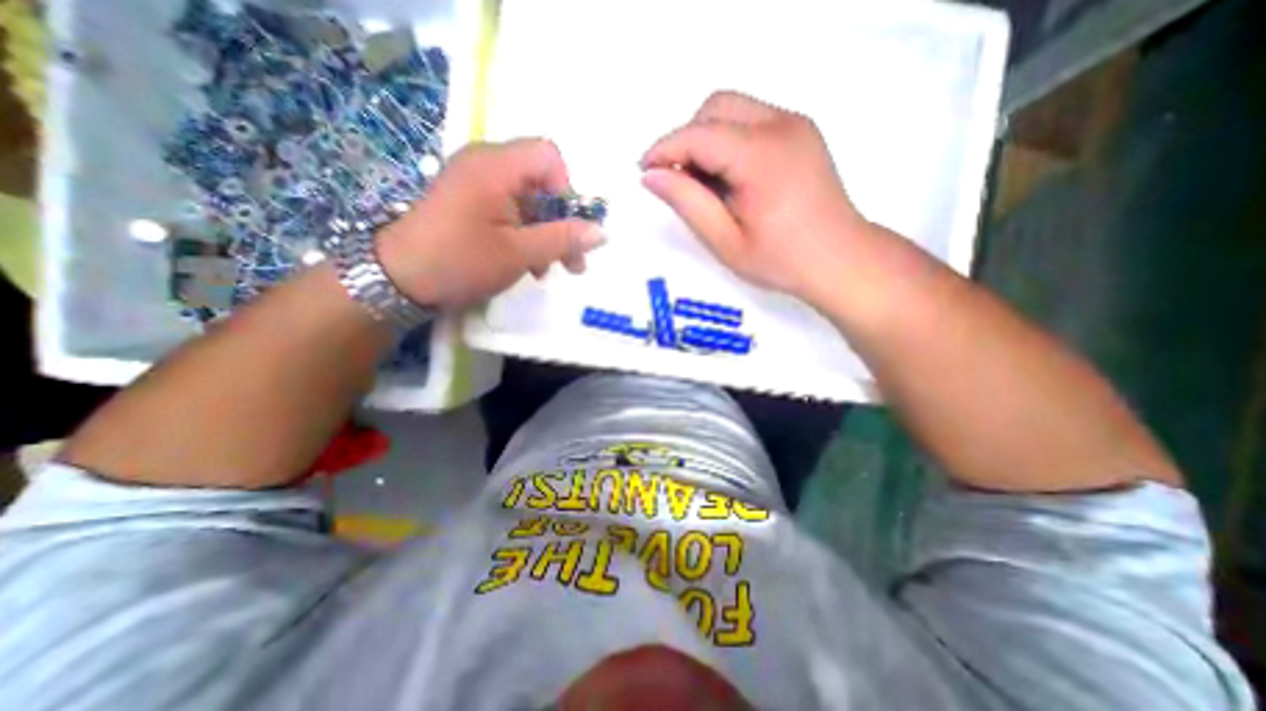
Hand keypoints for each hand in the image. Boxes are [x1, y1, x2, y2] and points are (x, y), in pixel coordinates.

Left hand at [379, 138, 605, 306]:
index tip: (566, 227)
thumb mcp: (519, 253)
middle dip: (562, 222)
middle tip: (572, 261)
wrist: (399, 279)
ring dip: (546, 234)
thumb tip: (602, 232)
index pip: (549, 156)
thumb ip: (563, 240)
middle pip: (542, 182)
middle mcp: (487, 165)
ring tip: (549, 269)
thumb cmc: (460, 261)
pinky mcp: (473, 202)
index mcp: (496, 166)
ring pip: (530, 201)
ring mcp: (478, 184)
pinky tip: (529, 263)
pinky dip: (527, 235)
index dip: (566, 191)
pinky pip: (512, 211)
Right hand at [643, 89, 882, 305]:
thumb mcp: (726, 241)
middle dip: (687, 138)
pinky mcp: (801, 132)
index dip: (665, 149)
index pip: (700, 134)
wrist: (840, 259)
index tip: (644, 171)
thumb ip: (688, 203)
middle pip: (716, 107)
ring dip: (707, 137)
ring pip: (734, 109)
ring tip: (704, 182)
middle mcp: (781, 125)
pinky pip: (752, 119)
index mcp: (762, 157)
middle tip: (678, 180)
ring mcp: (795, 124)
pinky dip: (729, 139)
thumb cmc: (781, 260)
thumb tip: (652, 176)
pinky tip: (730, 176)